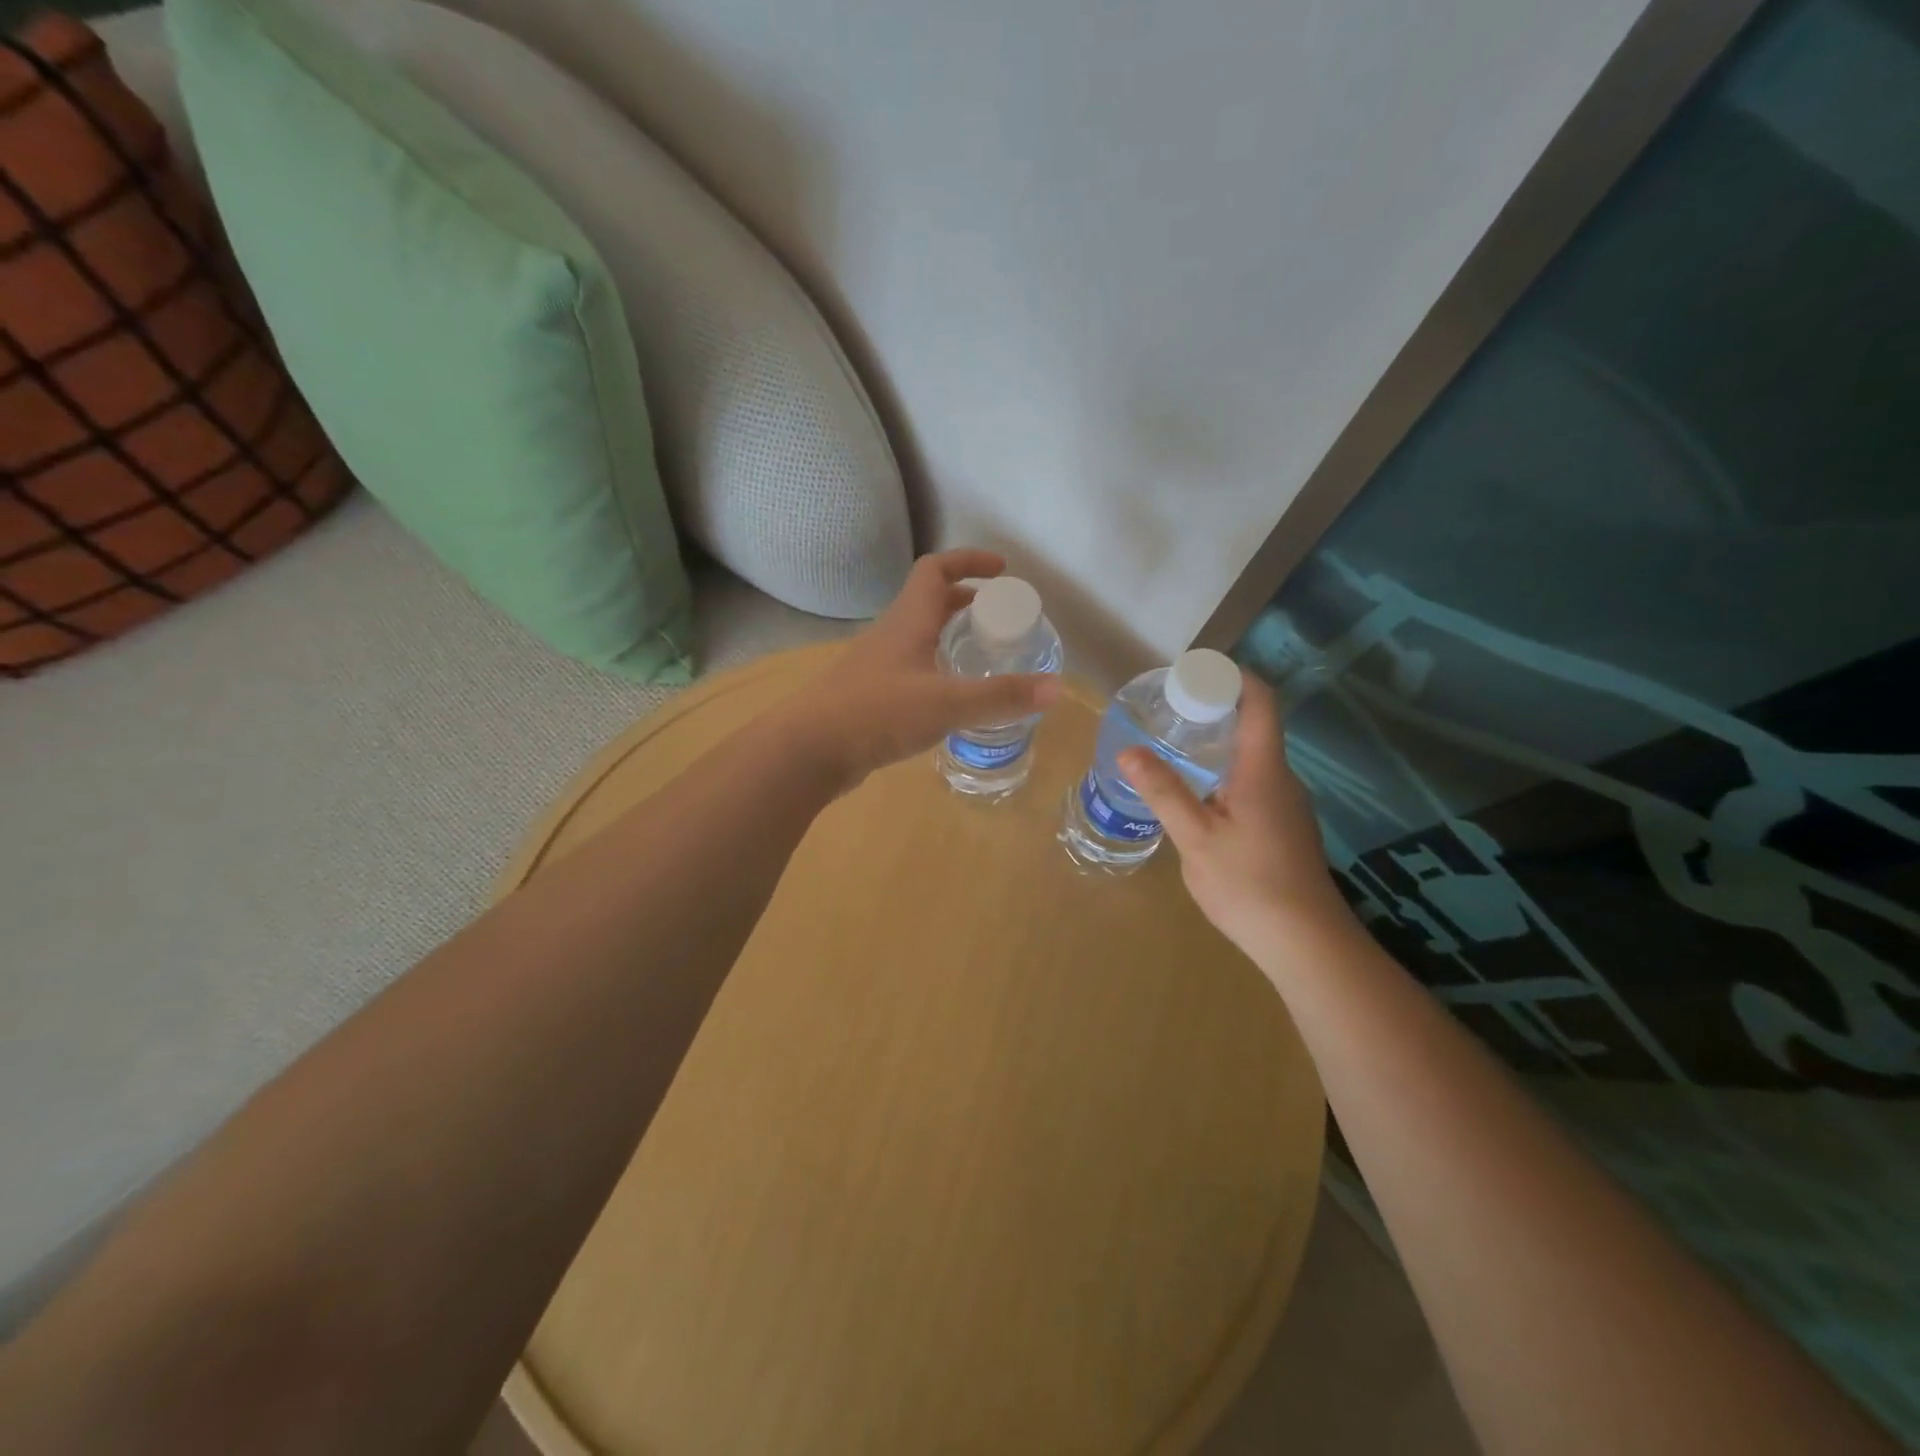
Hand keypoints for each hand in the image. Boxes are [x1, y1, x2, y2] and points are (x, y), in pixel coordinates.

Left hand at [784, 549, 1059, 792]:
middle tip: (1000, 619)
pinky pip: (911, 668)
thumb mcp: (946, 703)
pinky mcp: (871, 695)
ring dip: (951, 637)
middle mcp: (891, 635)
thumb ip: (1001, 696)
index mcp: (908, 621)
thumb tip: (1058, 687)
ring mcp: (877, 666)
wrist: (808, 750)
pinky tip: (951, 699)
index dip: (969, 561)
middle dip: (967, 601)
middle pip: (930, 601)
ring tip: (983, 658)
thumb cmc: (876, 713)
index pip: (936, 569)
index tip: (1003, 570)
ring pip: (919, 636)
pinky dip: (937, 669)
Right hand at [1119, 675, 1351, 955]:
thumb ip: (1163, 791)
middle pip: (1256, 727)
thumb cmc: (1249, 883)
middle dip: (1215, 711)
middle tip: (1170, 711)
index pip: (1260, 702)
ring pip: (1254, 760)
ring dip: (1219, 746)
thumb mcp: (1195, 837)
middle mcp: (1282, 779)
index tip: (1197, 671)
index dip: (1234, 677)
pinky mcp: (1286, 829)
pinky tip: (1200, 798)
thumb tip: (1128, 750)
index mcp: (1263, 770)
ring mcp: (1289, 806)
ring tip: (1176, 750)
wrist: (1305, 943)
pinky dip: (1226, 775)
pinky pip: (1256, 785)